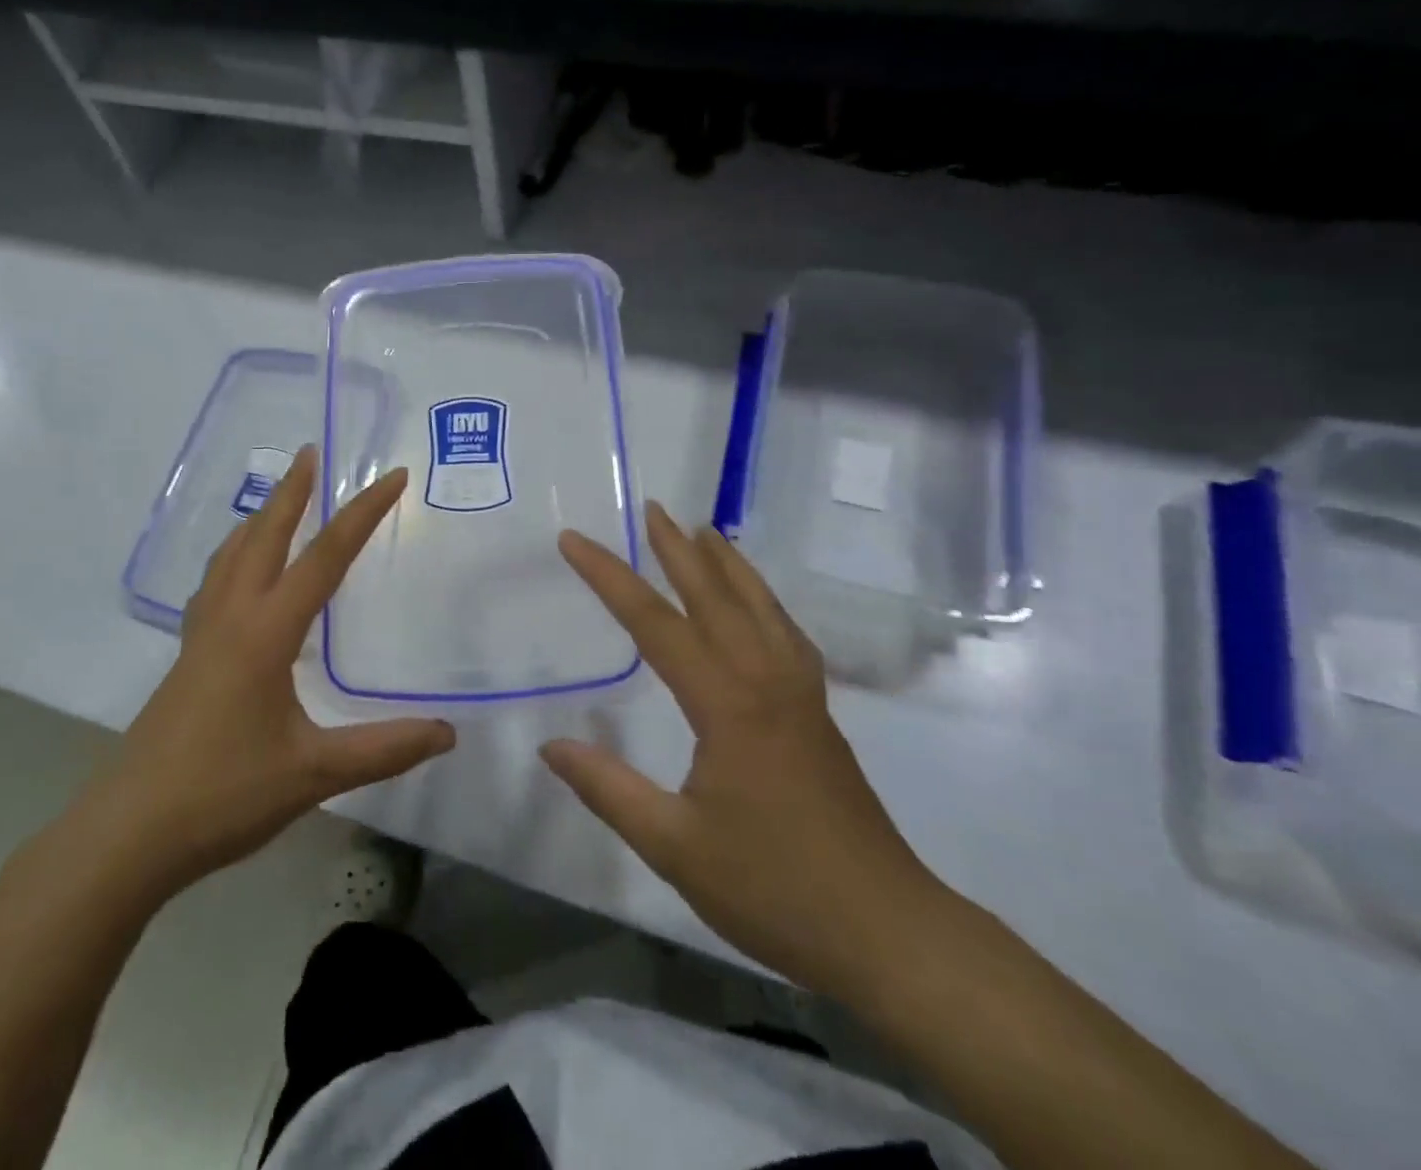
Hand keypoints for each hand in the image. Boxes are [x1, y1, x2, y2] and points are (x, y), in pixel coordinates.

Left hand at [84, 447, 454, 901]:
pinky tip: (240, 575)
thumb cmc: (222, 796)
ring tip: (277, 500)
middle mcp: (231, 620)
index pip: (324, 558)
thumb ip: (383, 749)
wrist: (127, 835)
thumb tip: (448, 732)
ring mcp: (201, 638)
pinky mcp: (187, 660)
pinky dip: (235, 558)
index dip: (362, 514)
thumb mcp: (314, 774)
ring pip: (230, 557)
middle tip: (310, 453)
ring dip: (258, 519)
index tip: (391, 477)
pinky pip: (214, 585)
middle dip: (291, 492)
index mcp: (265, 633)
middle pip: (263, 537)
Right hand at [542, 503, 943, 996]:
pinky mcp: (817, 716)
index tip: (574, 540)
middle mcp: (765, 681)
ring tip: (706, 531)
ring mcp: (799, 696)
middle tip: (653, 508)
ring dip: (729, 565)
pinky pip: (786, 635)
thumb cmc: (774, 889)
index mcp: (726, 704)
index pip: (654, 623)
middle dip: (678, 549)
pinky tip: (758, 606)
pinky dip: (765, 602)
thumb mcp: (675, 846)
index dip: (609, 577)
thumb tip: (551, 746)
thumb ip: (609, 790)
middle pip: (716, 597)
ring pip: (760, 608)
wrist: (887, 931)